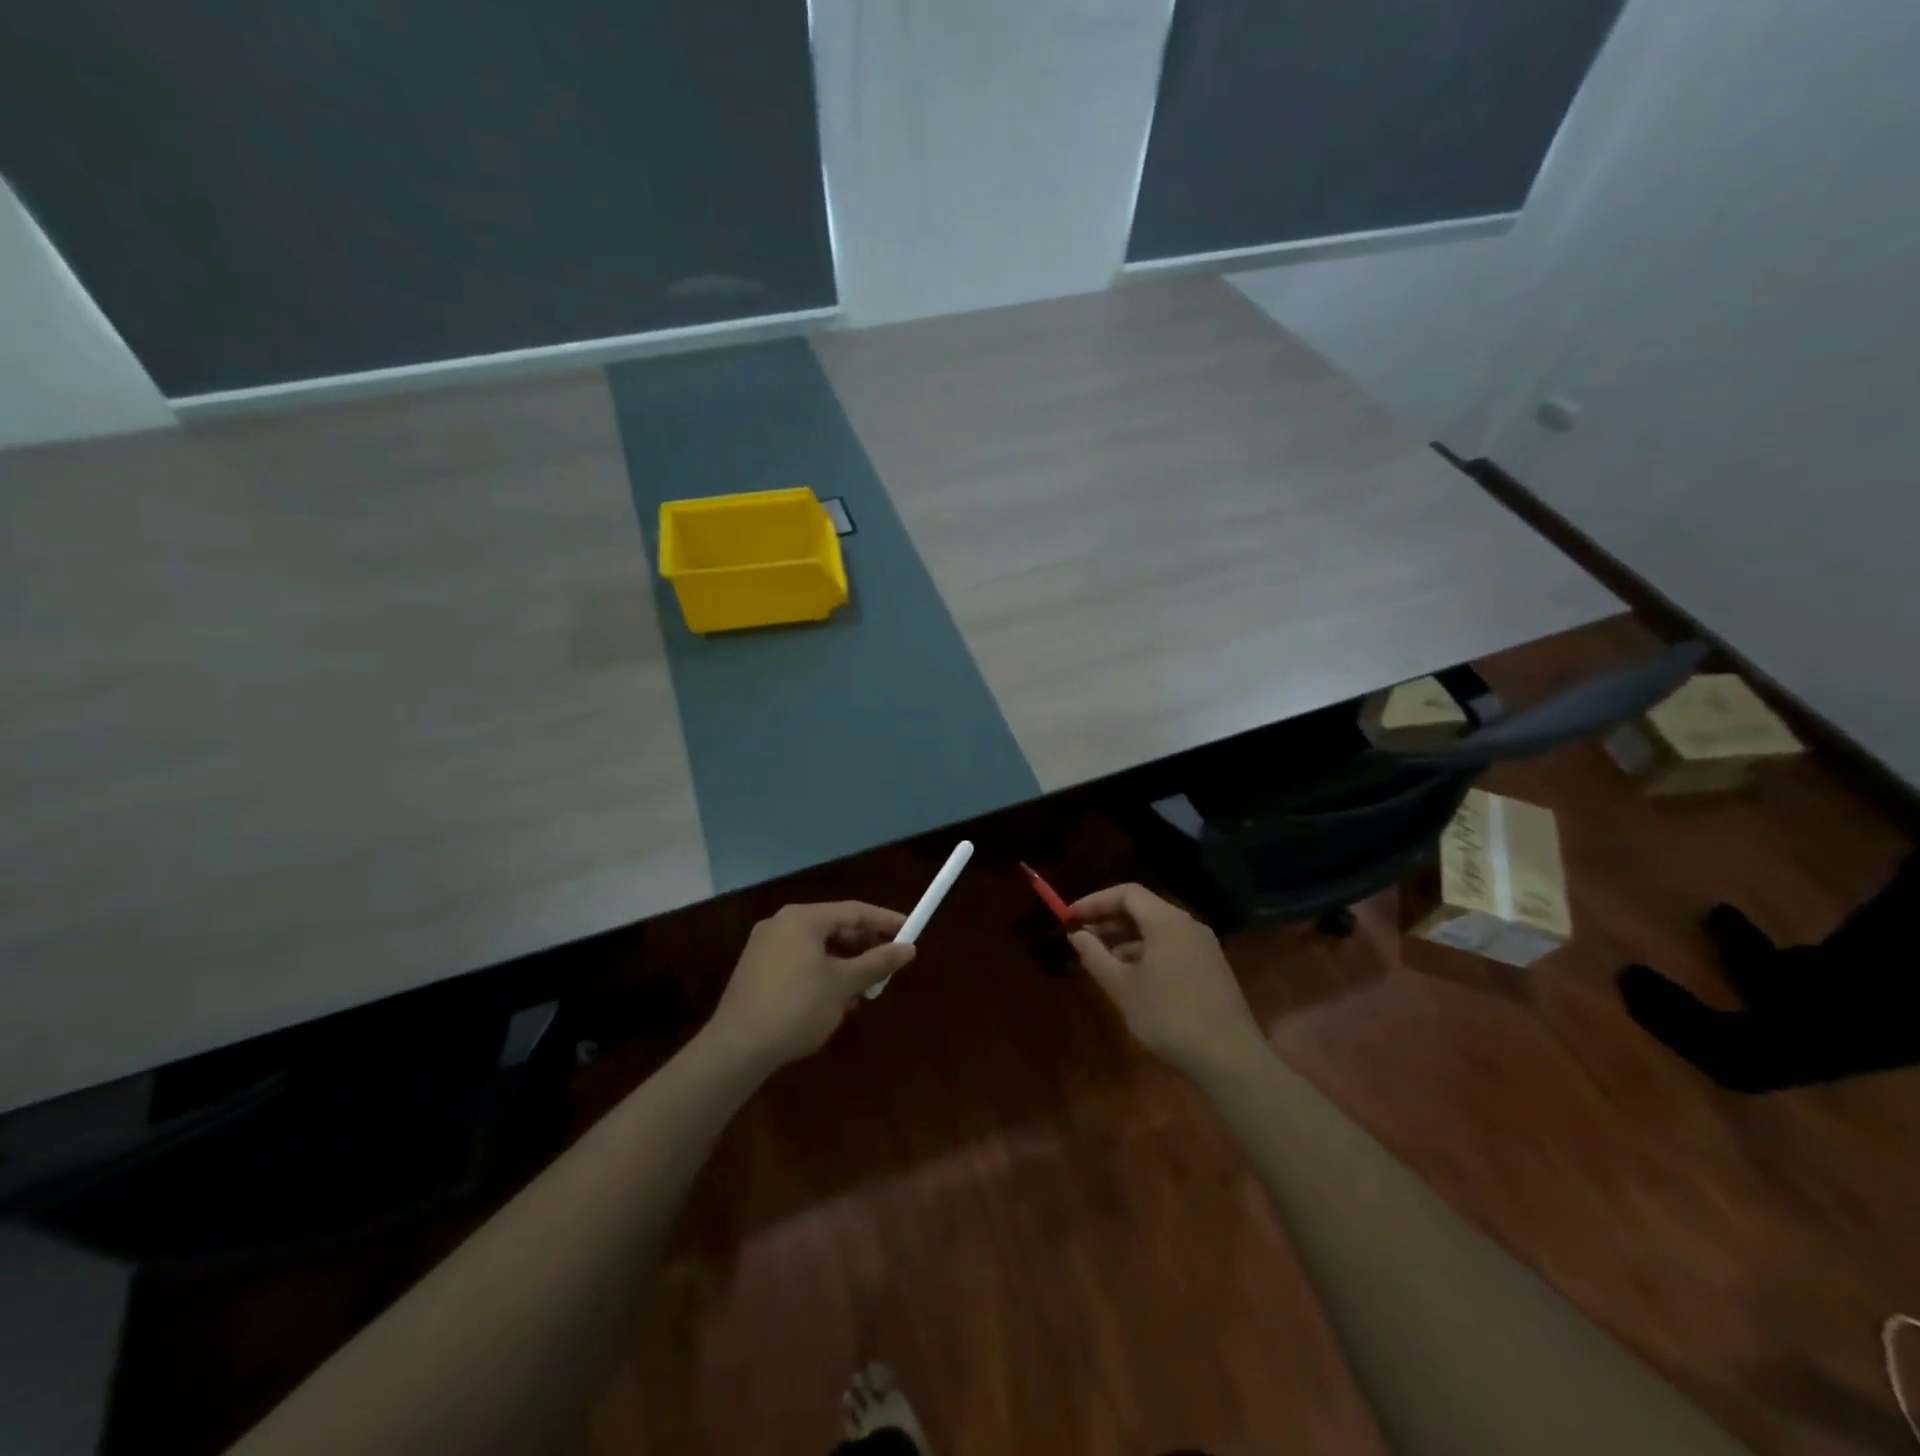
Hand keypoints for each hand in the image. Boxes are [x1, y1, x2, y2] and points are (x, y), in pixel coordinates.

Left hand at [705, 902, 913, 1071]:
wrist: (737, 1049)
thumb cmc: (797, 1008)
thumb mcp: (844, 985)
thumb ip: (877, 963)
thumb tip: (909, 948)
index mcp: (803, 918)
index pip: (854, 910)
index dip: (885, 921)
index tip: (911, 931)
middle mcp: (781, 923)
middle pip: (834, 926)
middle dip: (864, 946)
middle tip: (888, 965)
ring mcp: (764, 946)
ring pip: (817, 946)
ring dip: (844, 963)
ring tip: (864, 988)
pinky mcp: (756, 969)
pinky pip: (799, 960)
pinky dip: (821, 972)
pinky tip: (833, 999)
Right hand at [1068, 883, 1268, 1082]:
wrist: (1230, 1059)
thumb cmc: (1169, 1018)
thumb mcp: (1123, 988)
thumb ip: (1095, 956)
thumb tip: (1076, 935)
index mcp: (1166, 922)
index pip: (1126, 893)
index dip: (1095, 901)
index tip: (1070, 918)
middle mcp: (1188, 925)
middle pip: (1143, 908)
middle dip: (1109, 919)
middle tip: (1081, 937)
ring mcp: (1203, 946)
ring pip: (1157, 929)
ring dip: (1126, 938)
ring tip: (1101, 959)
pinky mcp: (1210, 966)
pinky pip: (1172, 945)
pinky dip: (1147, 951)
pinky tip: (1131, 976)